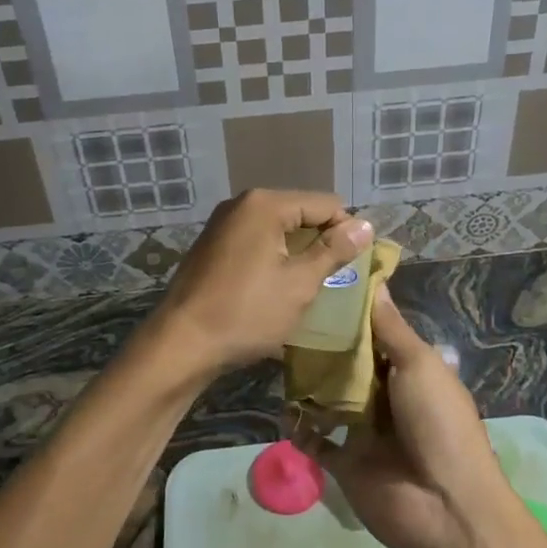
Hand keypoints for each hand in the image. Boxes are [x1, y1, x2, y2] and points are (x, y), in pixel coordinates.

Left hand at [147, 189, 372, 381]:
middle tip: (334, 278)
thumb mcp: (300, 283)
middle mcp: (242, 204)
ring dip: (297, 251)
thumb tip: (365, 225)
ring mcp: (222, 224)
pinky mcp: (212, 245)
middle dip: (320, 241)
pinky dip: (273, 257)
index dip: (346, 231)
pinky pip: (256, 241)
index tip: (355, 266)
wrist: (181, 344)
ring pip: (277, 228)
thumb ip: (333, 251)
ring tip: (308, 284)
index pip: (325, 203)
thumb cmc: (246, 312)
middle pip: (299, 212)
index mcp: (265, 204)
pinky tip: (276, 286)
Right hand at [306, 291, 508, 547]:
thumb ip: (391, 329)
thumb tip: (376, 282)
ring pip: (330, 399)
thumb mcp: (420, 365)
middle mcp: (387, 397)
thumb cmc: (438, 423)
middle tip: (288, 322)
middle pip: (349, 365)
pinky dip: (301, 428)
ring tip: (279, 361)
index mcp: (410, 371)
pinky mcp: (346, 462)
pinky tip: (284, 411)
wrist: (444, 506)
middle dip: (324, 348)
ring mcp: (365, 431)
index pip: (376, 335)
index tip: (320, 288)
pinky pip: (317, 441)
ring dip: (309, 385)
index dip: (352, 315)